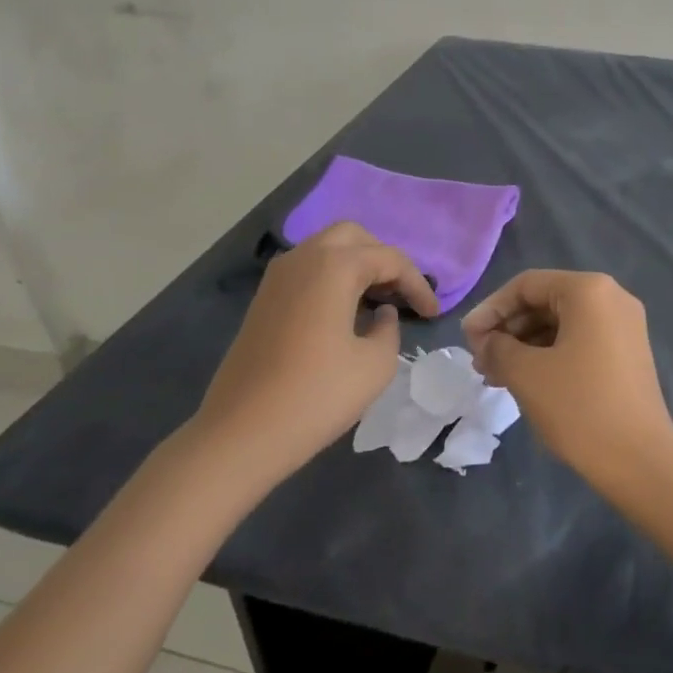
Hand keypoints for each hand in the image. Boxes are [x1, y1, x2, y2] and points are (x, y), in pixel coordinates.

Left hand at [194, 222, 438, 486]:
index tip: (434, 314)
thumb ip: (389, 328)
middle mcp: (304, 258)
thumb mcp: (375, 364)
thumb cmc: (316, 396)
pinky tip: (347, 312)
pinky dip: (333, 278)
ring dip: (357, 266)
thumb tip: (381, 314)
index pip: (389, 259)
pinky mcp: (264, 300)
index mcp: (334, 266)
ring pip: (327, 250)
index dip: (417, 284)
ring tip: (380, 302)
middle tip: (402, 294)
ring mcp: (278, 277)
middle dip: (384, 260)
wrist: (239, 435)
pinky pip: (308, 270)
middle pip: (354, 237)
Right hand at [462, 270, 672, 488]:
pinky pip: (579, 340)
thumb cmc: (579, 407)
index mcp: (589, 290)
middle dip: (508, 329)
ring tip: (496, 376)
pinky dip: (549, 355)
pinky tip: (525, 381)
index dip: (491, 309)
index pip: (527, 285)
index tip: (466, 339)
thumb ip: (498, 347)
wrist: (640, 460)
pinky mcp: (627, 353)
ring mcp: (624, 326)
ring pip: (561, 324)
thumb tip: (487, 341)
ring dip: (525, 345)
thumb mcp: (527, 374)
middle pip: (545, 301)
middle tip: (479, 362)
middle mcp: (612, 297)